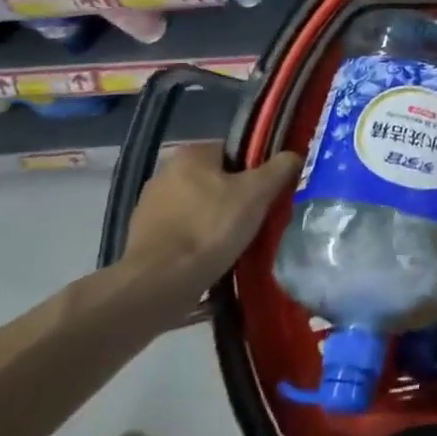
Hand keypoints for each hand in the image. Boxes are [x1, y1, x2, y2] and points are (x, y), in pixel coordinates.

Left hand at [126, 146, 298, 284]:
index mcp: (190, 154)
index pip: (234, 152)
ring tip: (236, 242)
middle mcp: (165, 173)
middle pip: (216, 180)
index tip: (267, 193)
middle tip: (256, 219)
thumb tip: (293, 155)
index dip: (256, 171)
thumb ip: (280, 167)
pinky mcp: (142, 238)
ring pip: (199, 207)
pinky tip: (211, 257)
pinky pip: (182, 232)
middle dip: (236, 197)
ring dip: (216, 220)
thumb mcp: (258, 192)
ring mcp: (149, 207)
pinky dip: (197, 240)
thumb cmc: (211, 228)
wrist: (159, 283)